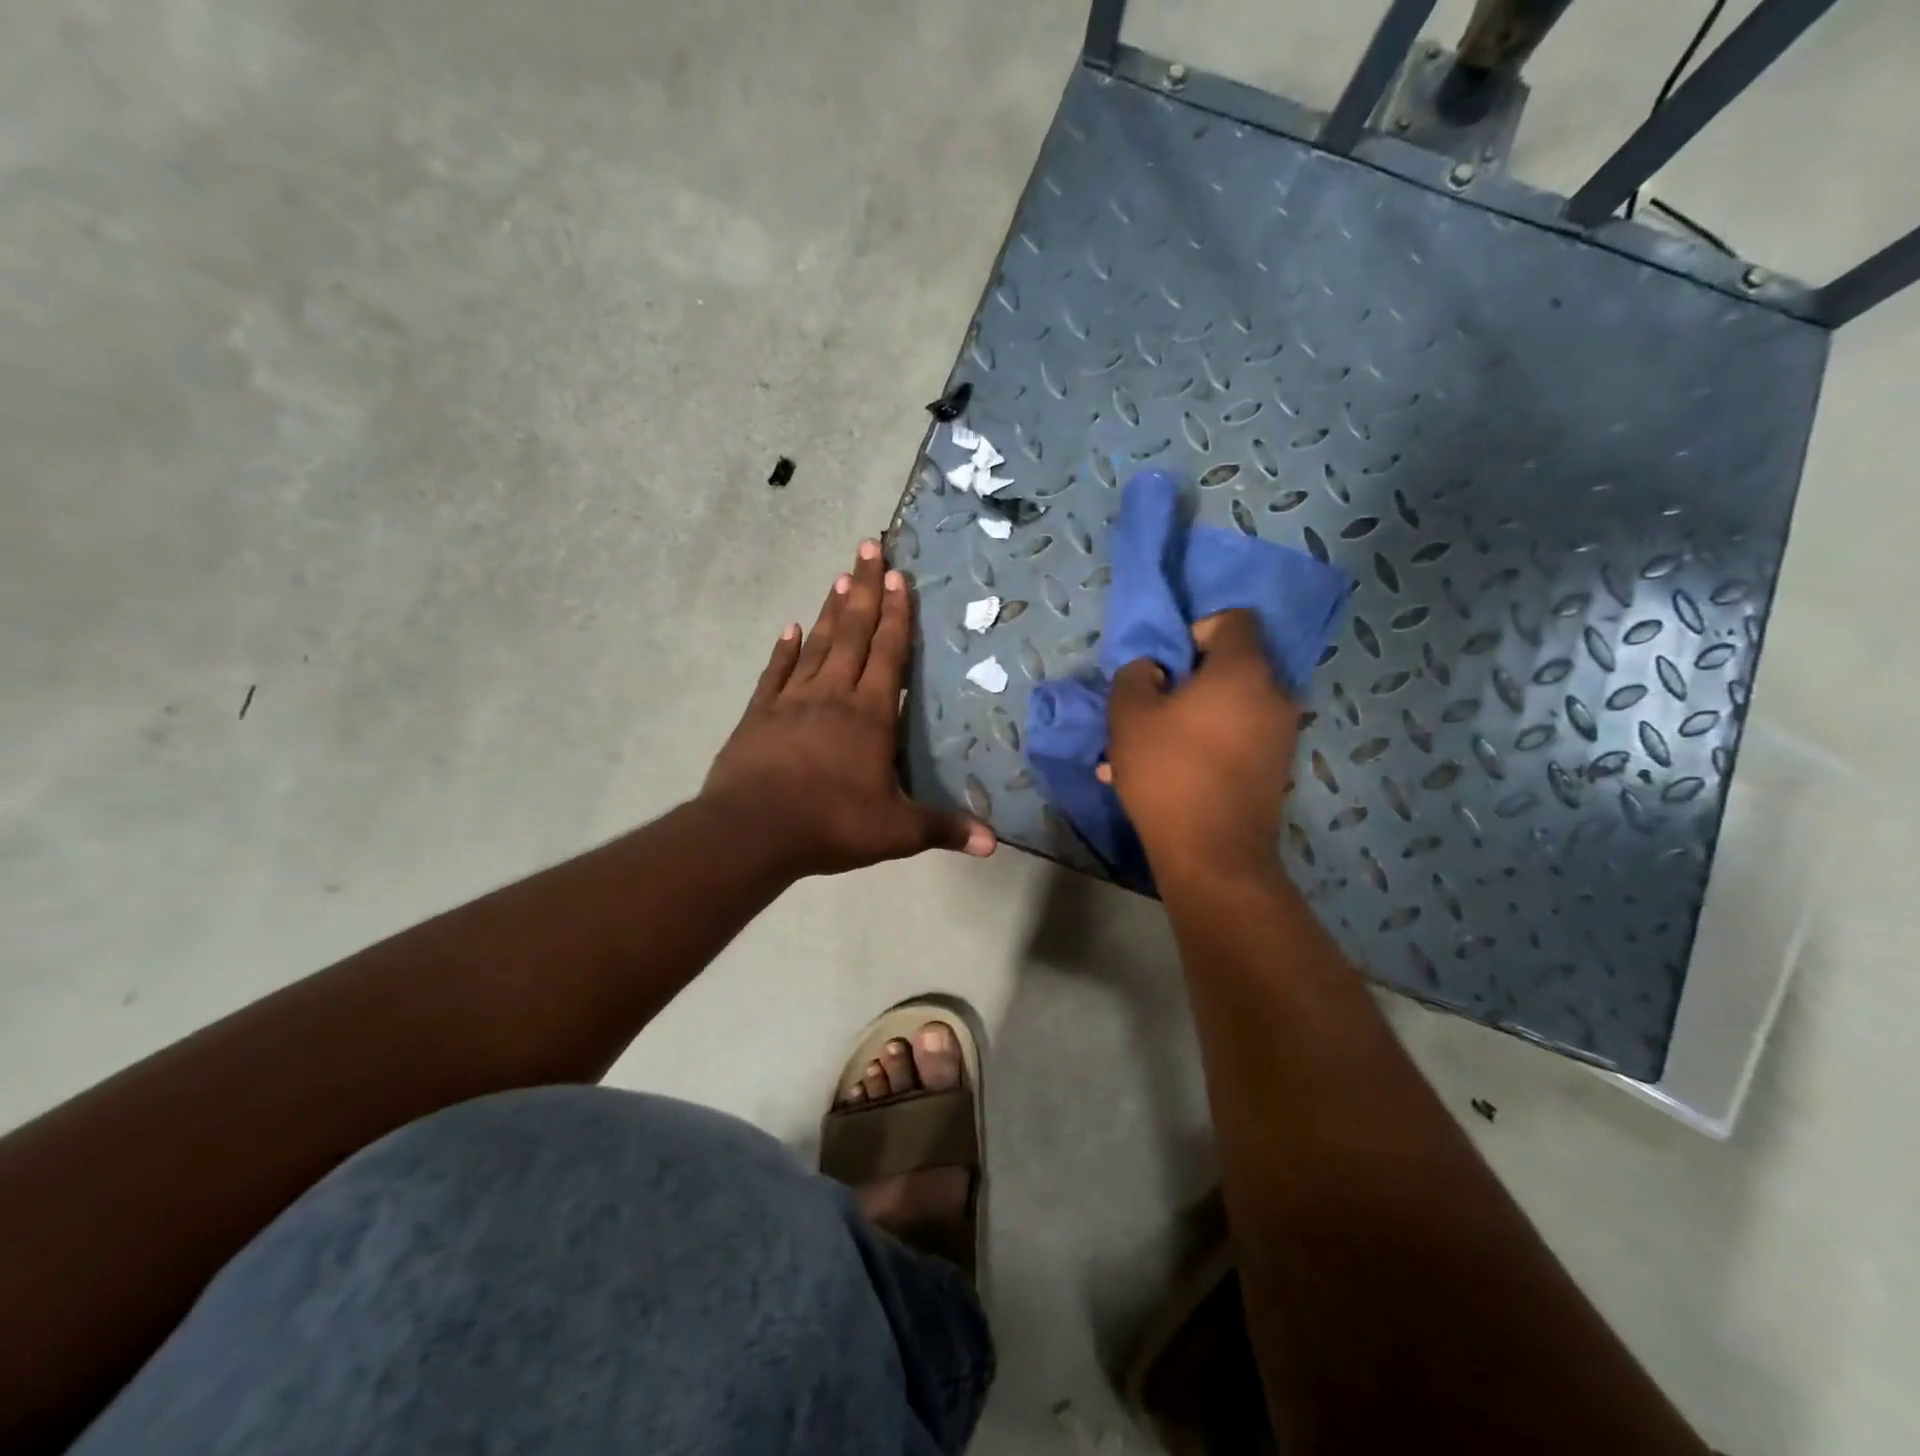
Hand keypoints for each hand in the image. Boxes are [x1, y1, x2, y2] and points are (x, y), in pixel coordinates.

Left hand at [704, 540, 996, 878]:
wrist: (753, 831)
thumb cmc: (831, 824)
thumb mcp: (896, 832)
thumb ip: (943, 829)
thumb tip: (993, 844)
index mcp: (870, 715)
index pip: (888, 654)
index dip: (896, 615)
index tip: (899, 576)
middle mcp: (833, 695)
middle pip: (852, 633)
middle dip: (865, 589)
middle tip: (869, 547)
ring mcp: (792, 701)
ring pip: (816, 645)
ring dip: (830, 611)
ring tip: (840, 576)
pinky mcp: (759, 715)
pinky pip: (775, 673)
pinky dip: (784, 650)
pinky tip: (790, 628)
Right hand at [1101, 610, 1297, 884]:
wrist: (1213, 855)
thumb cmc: (1169, 773)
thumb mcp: (1129, 716)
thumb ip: (1136, 676)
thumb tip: (1154, 669)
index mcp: (1244, 670)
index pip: (1235, 620)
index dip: (1197, 628)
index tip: (1168, 661)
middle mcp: (1274, 695)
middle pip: (1232, 668)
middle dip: (1188, 681)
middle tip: (1152, 706)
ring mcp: (1280, 735)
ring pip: (1229, 709)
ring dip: (1190, 719)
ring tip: (1147, 750)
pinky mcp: (1274, 769)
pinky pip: (1235, 740)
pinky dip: (1205, 746)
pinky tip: (1166, 776)